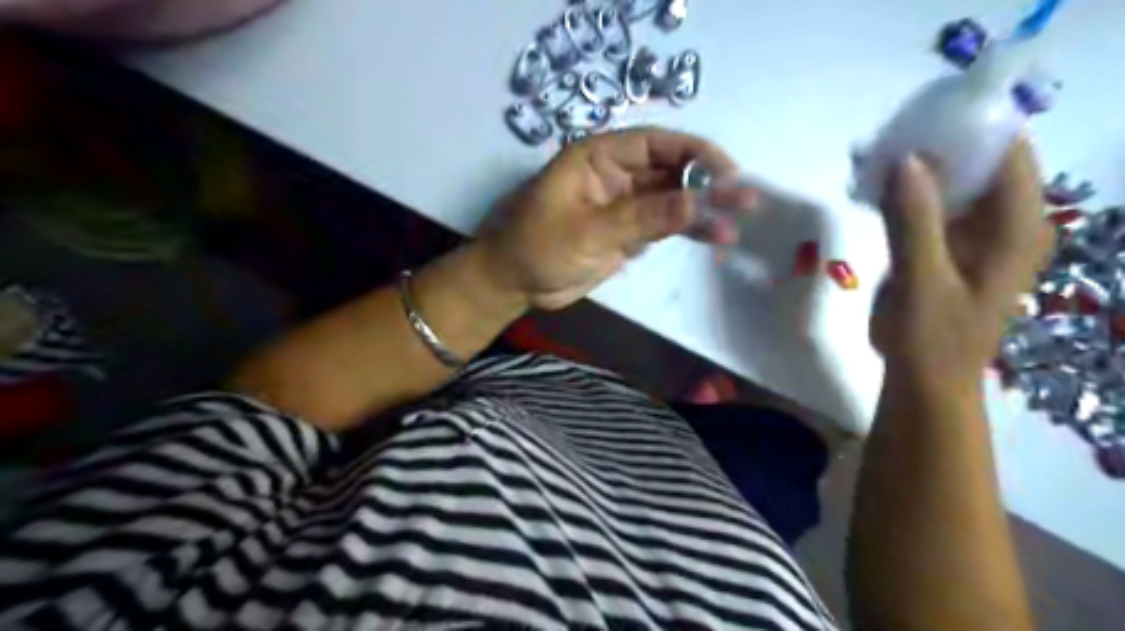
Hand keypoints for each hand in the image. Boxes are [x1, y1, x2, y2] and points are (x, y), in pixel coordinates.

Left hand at [472, 126, 753, 311]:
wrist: (513, 284)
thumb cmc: (536, 247)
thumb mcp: (588, 231)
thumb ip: (641, 217)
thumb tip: (694, 202)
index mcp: (598, 157)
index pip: (655, 144)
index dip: (694, 152)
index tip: (727, 171)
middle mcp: (616, 175)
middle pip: (669, 171)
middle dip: (706, 183)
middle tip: (745, 198)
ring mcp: (623, 205)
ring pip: (671, 200)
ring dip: (701, 210)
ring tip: (737, 223)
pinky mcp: (627, 232)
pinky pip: (663, 225)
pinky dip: (687, 230)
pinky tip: (714, 237)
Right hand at [868, 140, 1056, 392]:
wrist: (924, 380)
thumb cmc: (933, 339)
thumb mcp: (924, 281)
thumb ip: (916, 221)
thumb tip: (906, 159)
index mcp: (1017, 227)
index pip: (1008, 154)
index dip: (971, 127)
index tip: (921, 113)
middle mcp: (1004, 222)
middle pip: (977, 163)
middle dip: (932, 146)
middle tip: (883, 136)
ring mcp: (973, 233)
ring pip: (948, 183)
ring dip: (912, 169)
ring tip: (867, 157)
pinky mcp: (946, 245)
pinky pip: (928, 206)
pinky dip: (902, 194)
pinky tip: (869, 187)